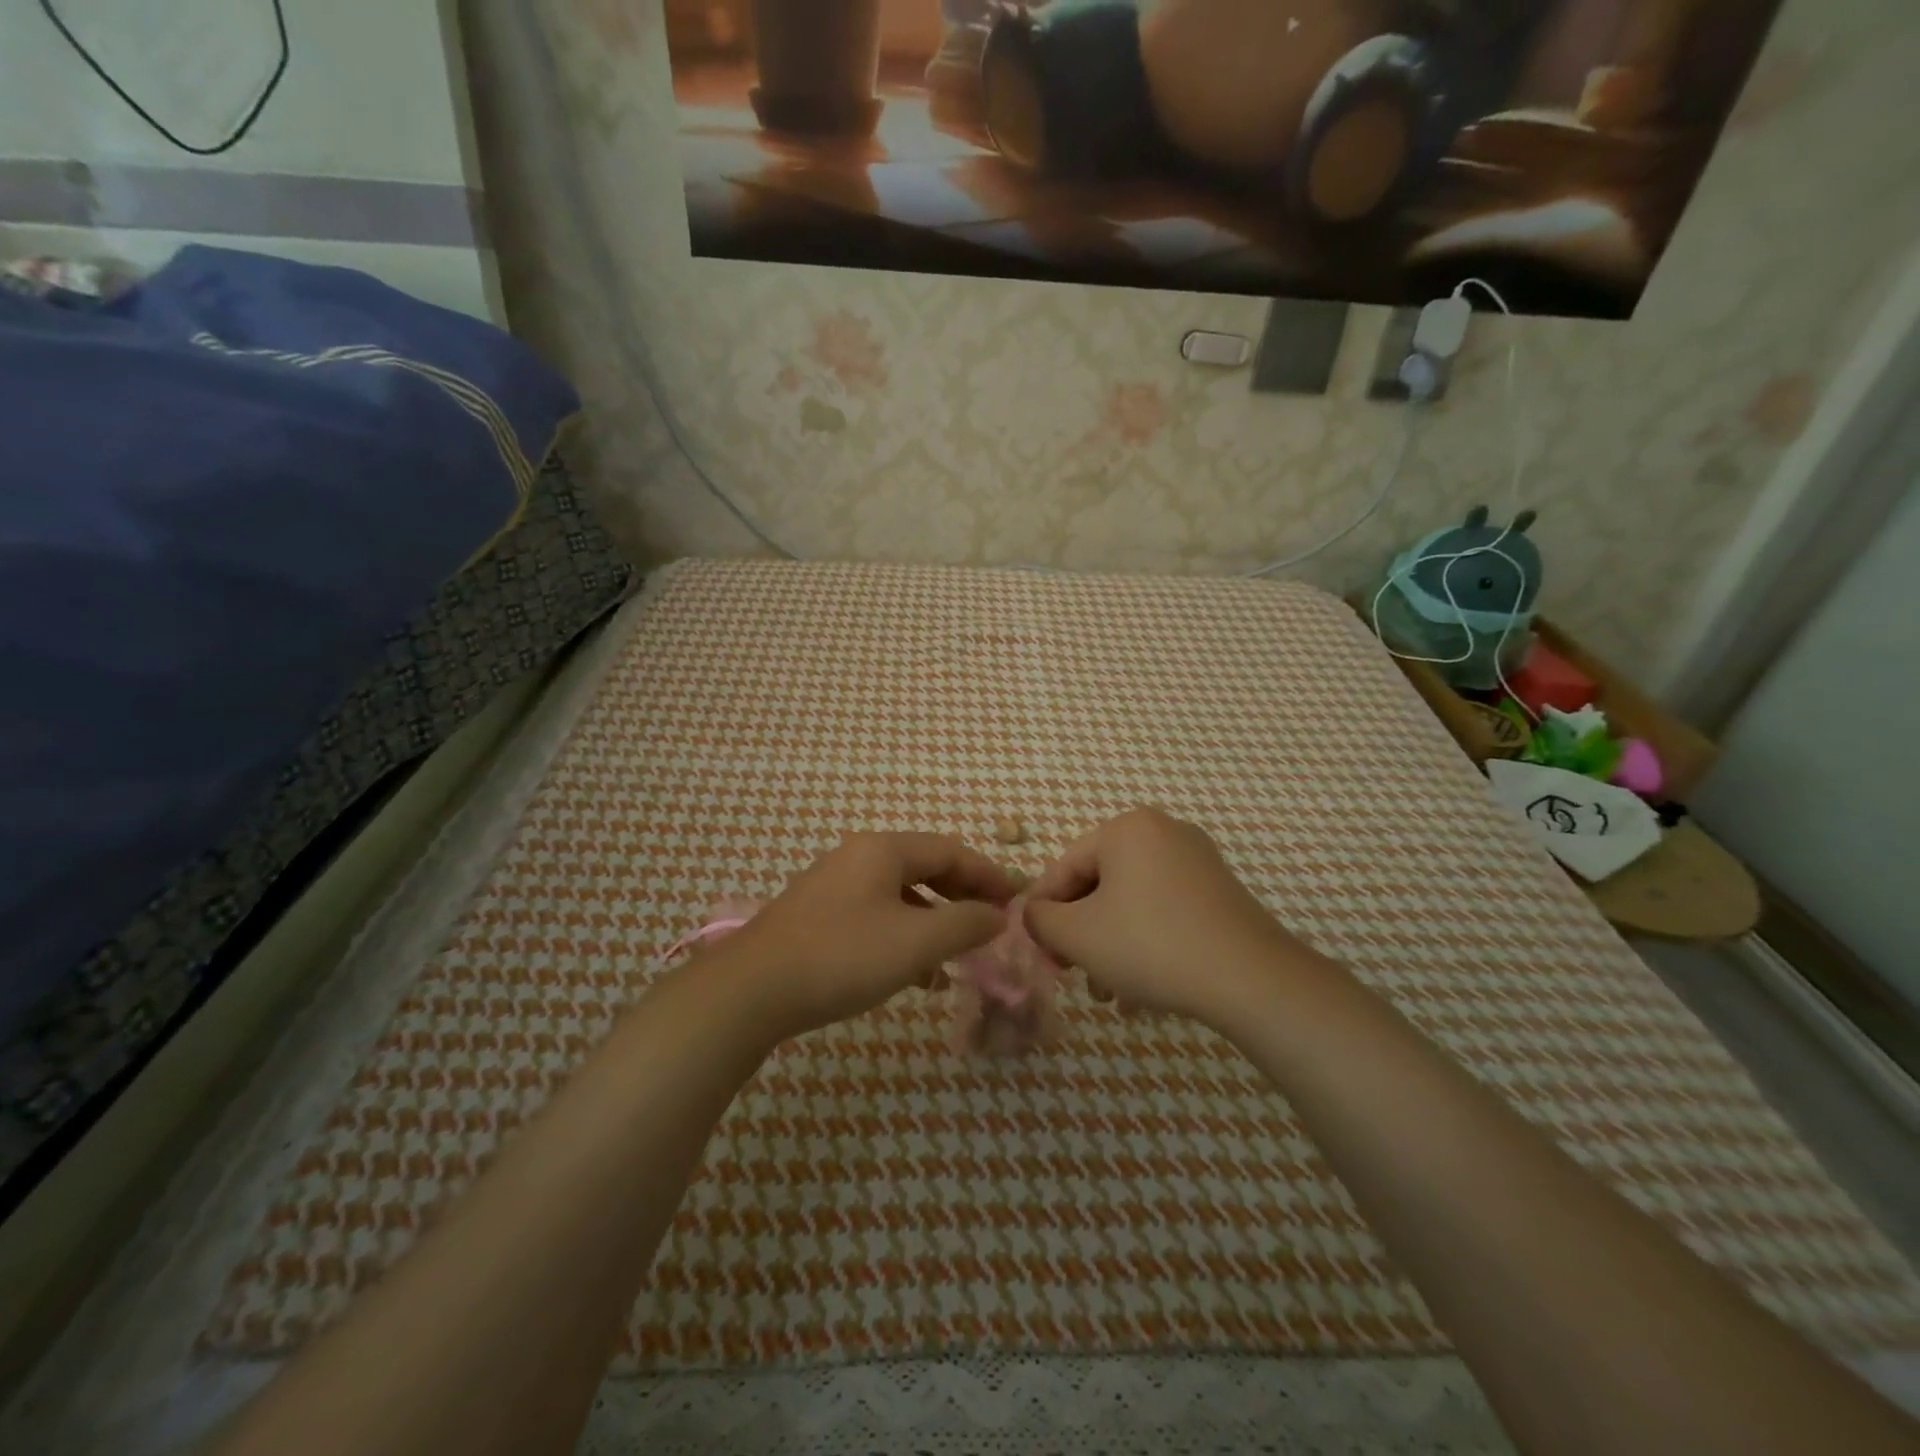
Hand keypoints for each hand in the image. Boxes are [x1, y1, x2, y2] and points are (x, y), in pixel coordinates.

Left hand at [717, 832, 1018, 1041]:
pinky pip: (877, 914)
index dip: (989, 874)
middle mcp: (858, 856)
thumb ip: (965, 924)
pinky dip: (905, 934)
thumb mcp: (915, 942)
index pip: (951, 850)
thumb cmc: (841, 957)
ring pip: (901, 894)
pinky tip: (915, 972)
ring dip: (935, 919)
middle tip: (994, 923)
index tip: (1018, 900)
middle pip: (926, 867)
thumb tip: (997, 915)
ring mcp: (834, 885)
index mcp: (883, 850)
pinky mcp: (818, 915)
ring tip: (959, 954)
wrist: (750, 991)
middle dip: (963, 895)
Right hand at [1024, 808, 1315, 1026]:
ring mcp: (1197, 859)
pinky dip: (1145, 940)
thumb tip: (1035, 913)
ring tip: (1107, 992)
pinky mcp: (1219, 890)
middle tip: (1071, 972)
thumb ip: (1040, 919)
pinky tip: (1141, 986)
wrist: (1251, 978)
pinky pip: (1164, 909)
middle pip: (1100, 883)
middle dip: (1081, 931)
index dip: (1044, 910)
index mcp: (1126, 828)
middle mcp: (1163, 831)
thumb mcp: (1078, 935)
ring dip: (1110, 943)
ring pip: (1132, 901)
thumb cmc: (1151, 945)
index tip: (1036, 949)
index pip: (1065, 866)